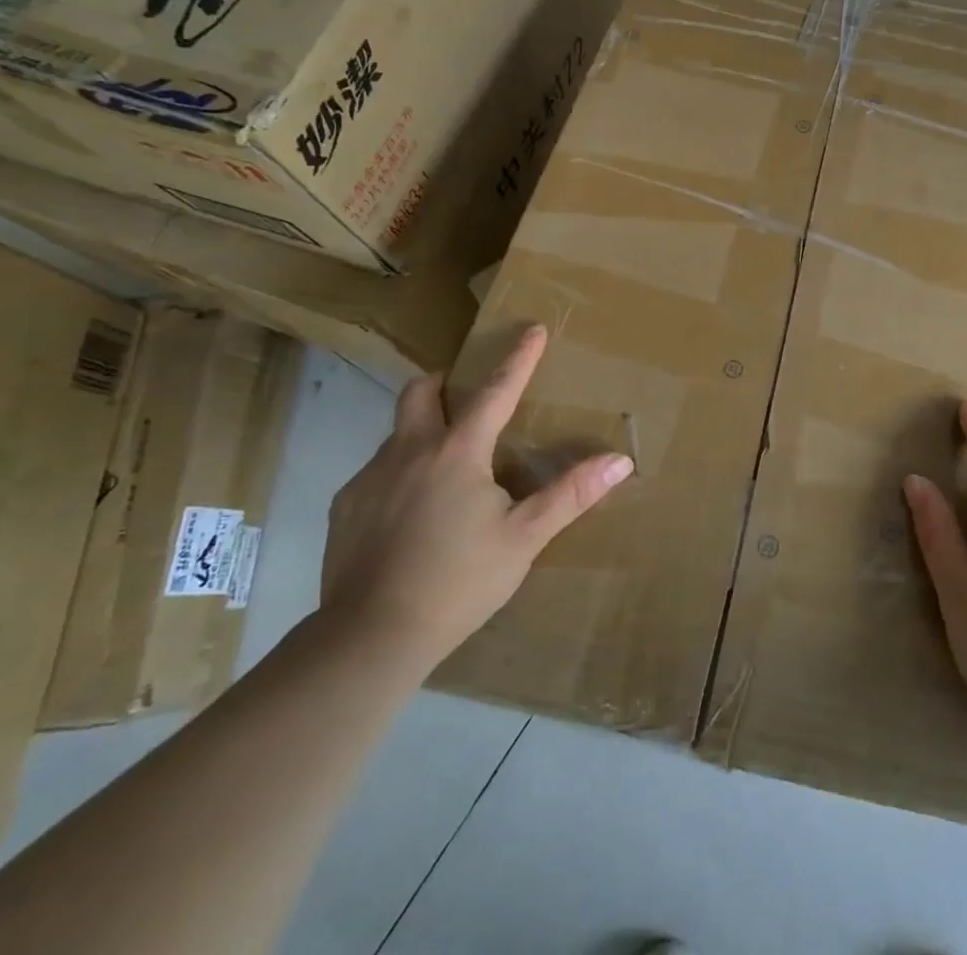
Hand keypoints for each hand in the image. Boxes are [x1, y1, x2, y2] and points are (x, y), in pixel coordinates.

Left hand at [321, 325, 632, 674]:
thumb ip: (571, 495)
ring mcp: (370, 477)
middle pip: (421, 390)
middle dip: (445, 382)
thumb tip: (620, 461)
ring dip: (424, 433)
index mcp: (458, 452)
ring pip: (398, 432)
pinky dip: (400, 474)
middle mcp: (410, 451)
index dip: (518, 359)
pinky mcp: (345, 506)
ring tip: (446, 472)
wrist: (370, 638)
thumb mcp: (524, 538)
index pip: (495, 391)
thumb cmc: (459, 582)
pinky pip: (377, 471)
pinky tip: (412, 515)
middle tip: (468, 401)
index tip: (532, 329)